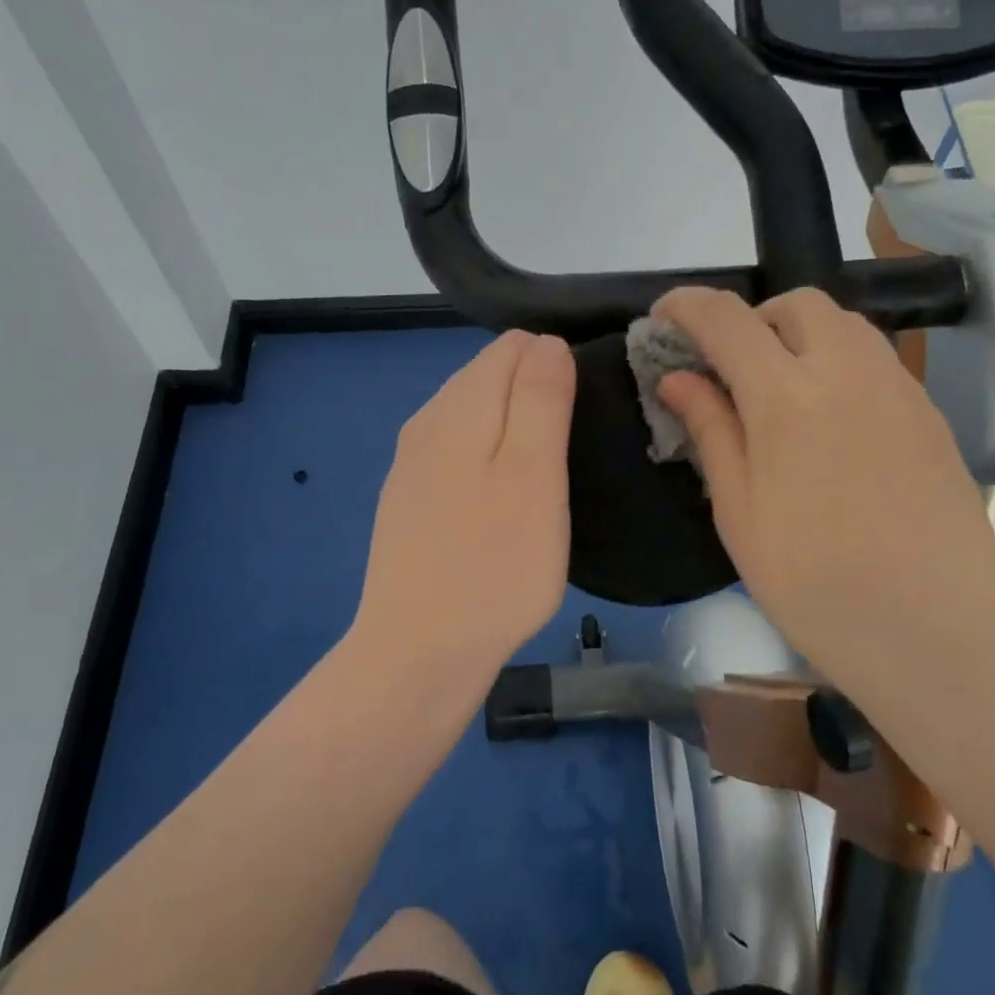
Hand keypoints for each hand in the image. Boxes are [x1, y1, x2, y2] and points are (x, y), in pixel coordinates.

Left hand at [352, 330, 575, 695]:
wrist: (419, 652)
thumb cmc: (494, 565)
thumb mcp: (534, 475)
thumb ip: (541, 399)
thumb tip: (547, 342)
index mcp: (459, 405)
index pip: (514, 346)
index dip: (558, 366)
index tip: (585, 417)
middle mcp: (427, 420)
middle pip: (490, 376)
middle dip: (536, 396)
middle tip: (571, 455)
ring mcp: (412, 463)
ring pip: (474, 415)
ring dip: (514, 430)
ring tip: (546, 480)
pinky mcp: (409, 500)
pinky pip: (458, 453)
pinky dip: (489, 461)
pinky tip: (504, 503)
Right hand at [654, 286, 994, 689]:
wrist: (933, 631)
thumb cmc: (814, 583)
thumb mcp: (739, 512)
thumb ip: (710, 430)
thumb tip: (677, 378)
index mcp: (786, 396)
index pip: (726, 318)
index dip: (686, 306)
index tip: (662, 319)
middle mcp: (847, 370)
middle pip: (795, 304)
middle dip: (751, 320)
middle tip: (730, 371)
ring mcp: (898, 388)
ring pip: (843, 324)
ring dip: (799, 337)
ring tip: (780, 393)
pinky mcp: (929, 413)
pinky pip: (875, 360)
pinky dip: (838, 364)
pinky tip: (830, 423)